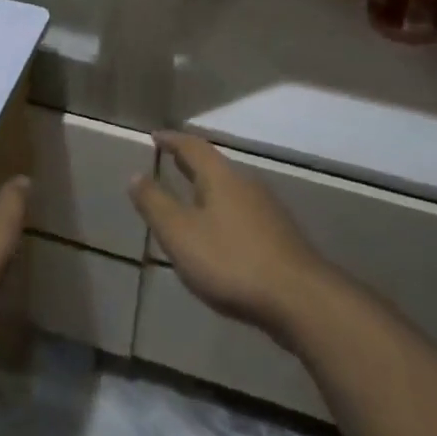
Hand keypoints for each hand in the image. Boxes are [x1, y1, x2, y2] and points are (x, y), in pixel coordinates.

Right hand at [130, 132, 335, 340]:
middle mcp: (246, 184)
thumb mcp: (180, 234)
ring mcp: (268, 210)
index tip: (155, 136)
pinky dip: (224, 210)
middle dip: (190, 162)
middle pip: (214, 165)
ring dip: (209, 187)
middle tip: (171, 160)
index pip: (192, 147)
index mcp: (220, 177)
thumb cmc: (231, 261)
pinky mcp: (280, 236)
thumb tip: (135, 175)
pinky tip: (221, 231)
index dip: (172, 140)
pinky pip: (244, 211)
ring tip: (191, 196)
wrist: (300, 299)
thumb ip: (155, 203)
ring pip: (231, 188)